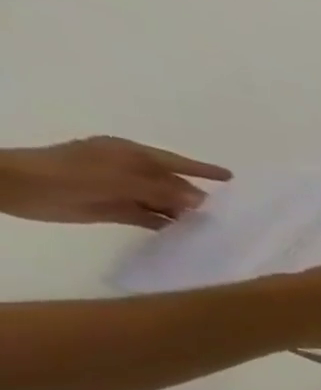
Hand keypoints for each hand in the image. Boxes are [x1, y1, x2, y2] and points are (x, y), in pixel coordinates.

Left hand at [0, 136, 231, 228]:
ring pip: (163, 202)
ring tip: (214, 226)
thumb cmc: (69, 174)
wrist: (16, 187)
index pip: (175, 162)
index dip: (202, 170)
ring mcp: (122, 191)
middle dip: (197, 196)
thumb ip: (162, 189)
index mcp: (129, 155)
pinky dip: (167, 224)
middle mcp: (129, 171)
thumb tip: (202, 200)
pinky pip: (149, 217)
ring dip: (184, 213)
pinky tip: (186, 234)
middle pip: (172, 184)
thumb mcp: (119, 178)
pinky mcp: (115, 209)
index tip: (231, 177)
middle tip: (229, 212)